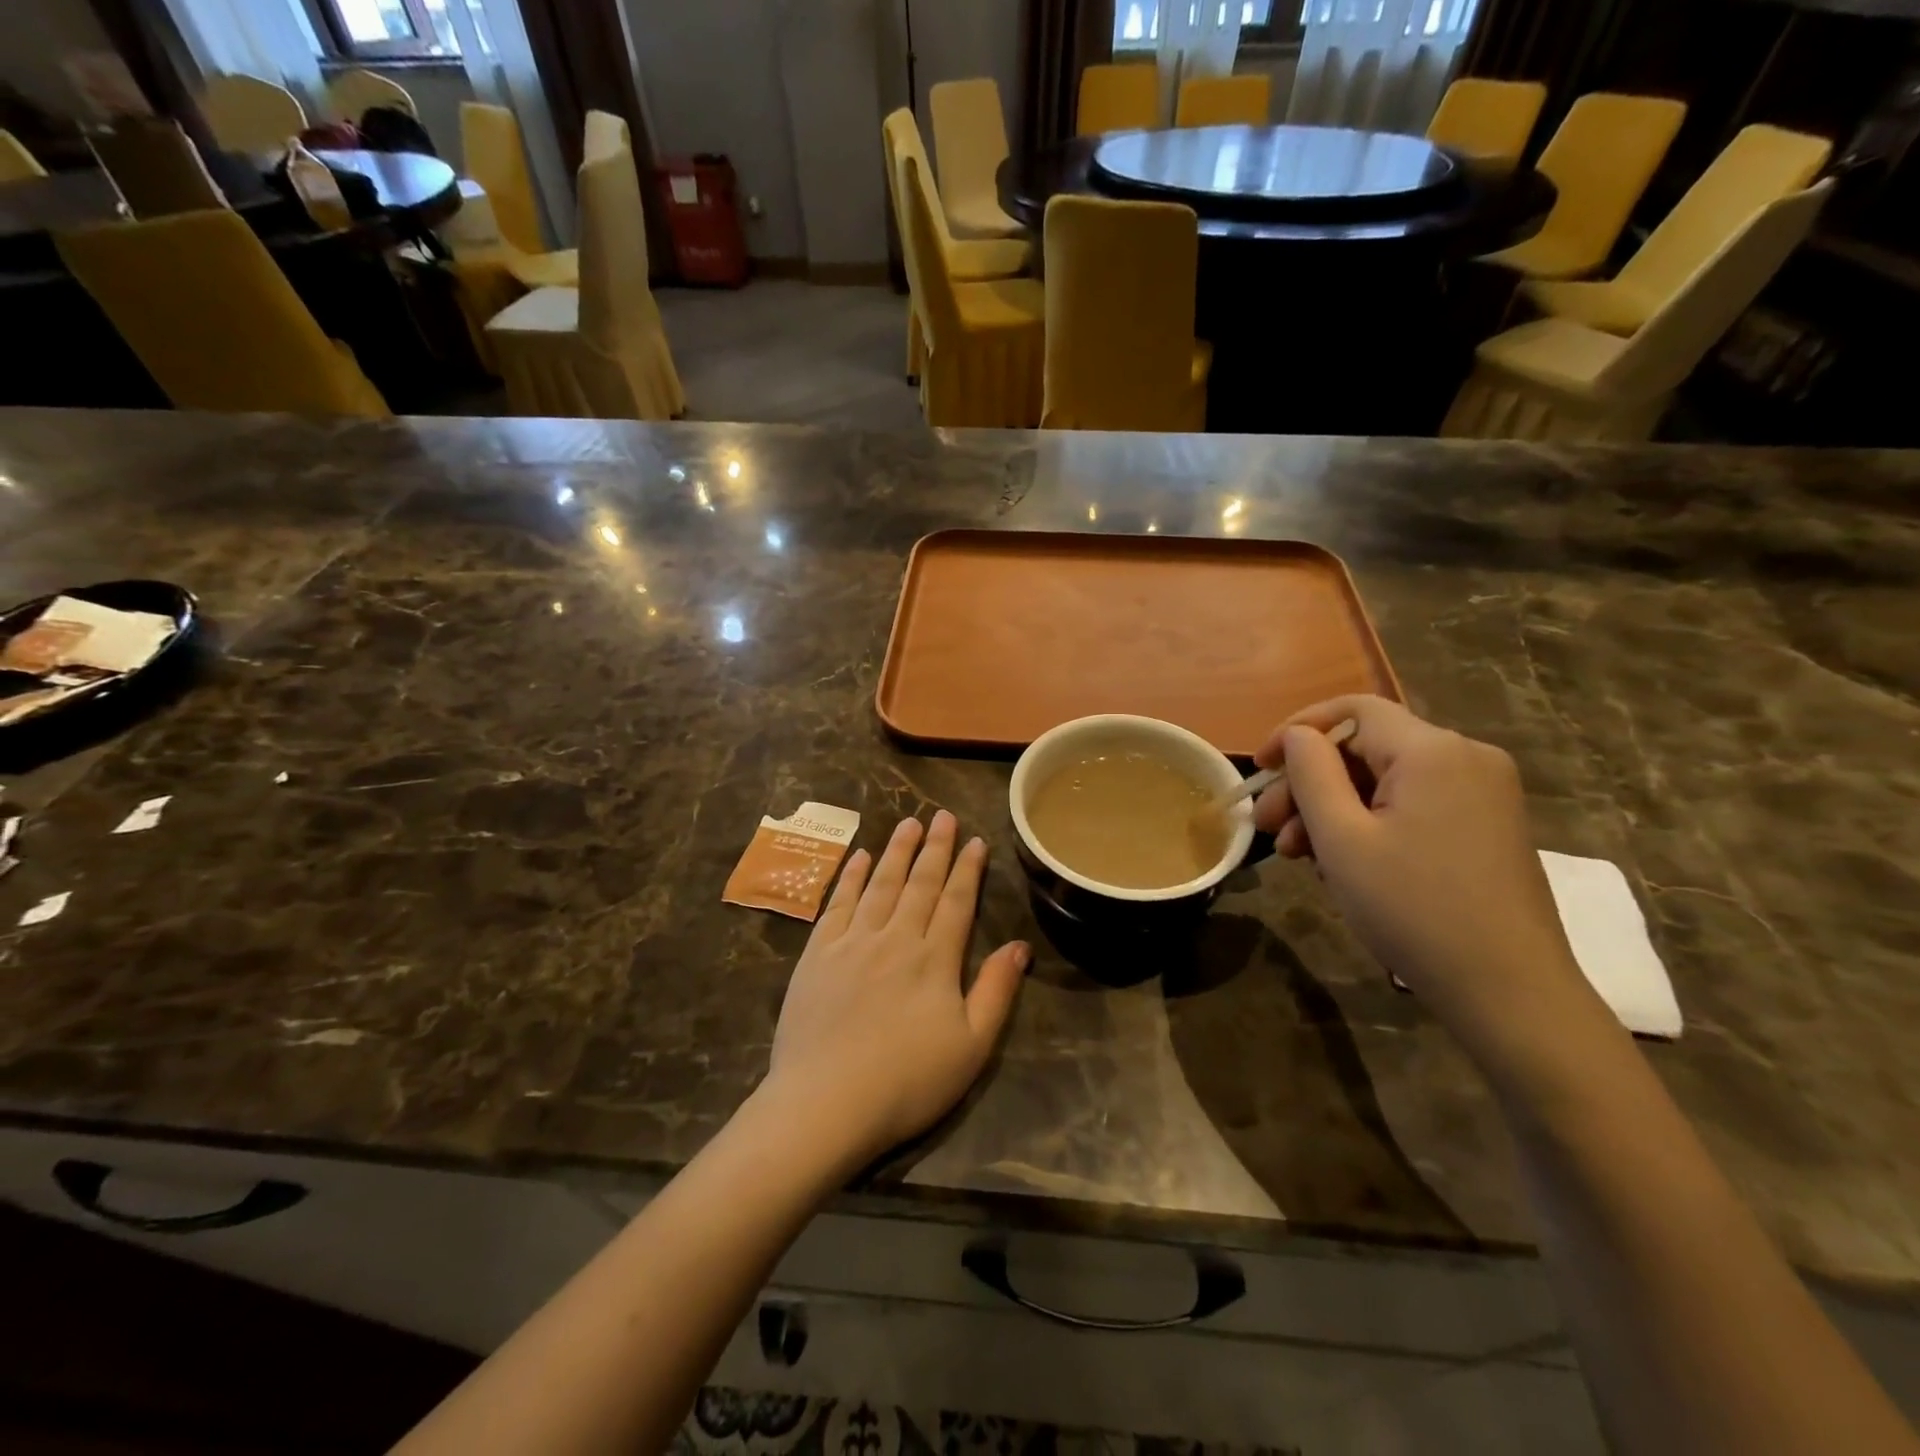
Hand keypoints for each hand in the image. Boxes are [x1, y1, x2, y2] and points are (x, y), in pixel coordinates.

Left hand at [765, 811, 1028, 1169]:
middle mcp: (895, 938)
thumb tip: (1018, 946)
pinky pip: (837, 903)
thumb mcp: (971, 1047)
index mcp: (934, 959)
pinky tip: (859, 857)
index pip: (956, 901)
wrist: (825, 1103)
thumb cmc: (907, 1082)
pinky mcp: (817, 954)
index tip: (975, 840)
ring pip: (880, 884)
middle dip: (935, 847)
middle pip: (919, 883)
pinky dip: (850, 877)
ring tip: (909, 824)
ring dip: (896, 851)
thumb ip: (996, 991)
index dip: (967, 869)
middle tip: (943, 816)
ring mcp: (852, 942)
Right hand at [1251, 696, 1601, 1060]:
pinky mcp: (1488, 825)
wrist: (1509, 992)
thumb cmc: (1412, 909)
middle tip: (1269, 829)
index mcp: (1432, 751)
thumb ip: (1311, 773)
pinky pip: (1413, 804)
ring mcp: (1484, 792)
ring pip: (1386, 780)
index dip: (1297, 730)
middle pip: (1366, 748)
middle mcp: (1466, 757)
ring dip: (1334, 809)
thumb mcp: (1341, 839)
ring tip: (1299, 856)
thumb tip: (1297, 735)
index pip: (1352, 710)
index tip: (1260, 767)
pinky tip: (1344, 863)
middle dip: (1309, 783)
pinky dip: (1370, 823)